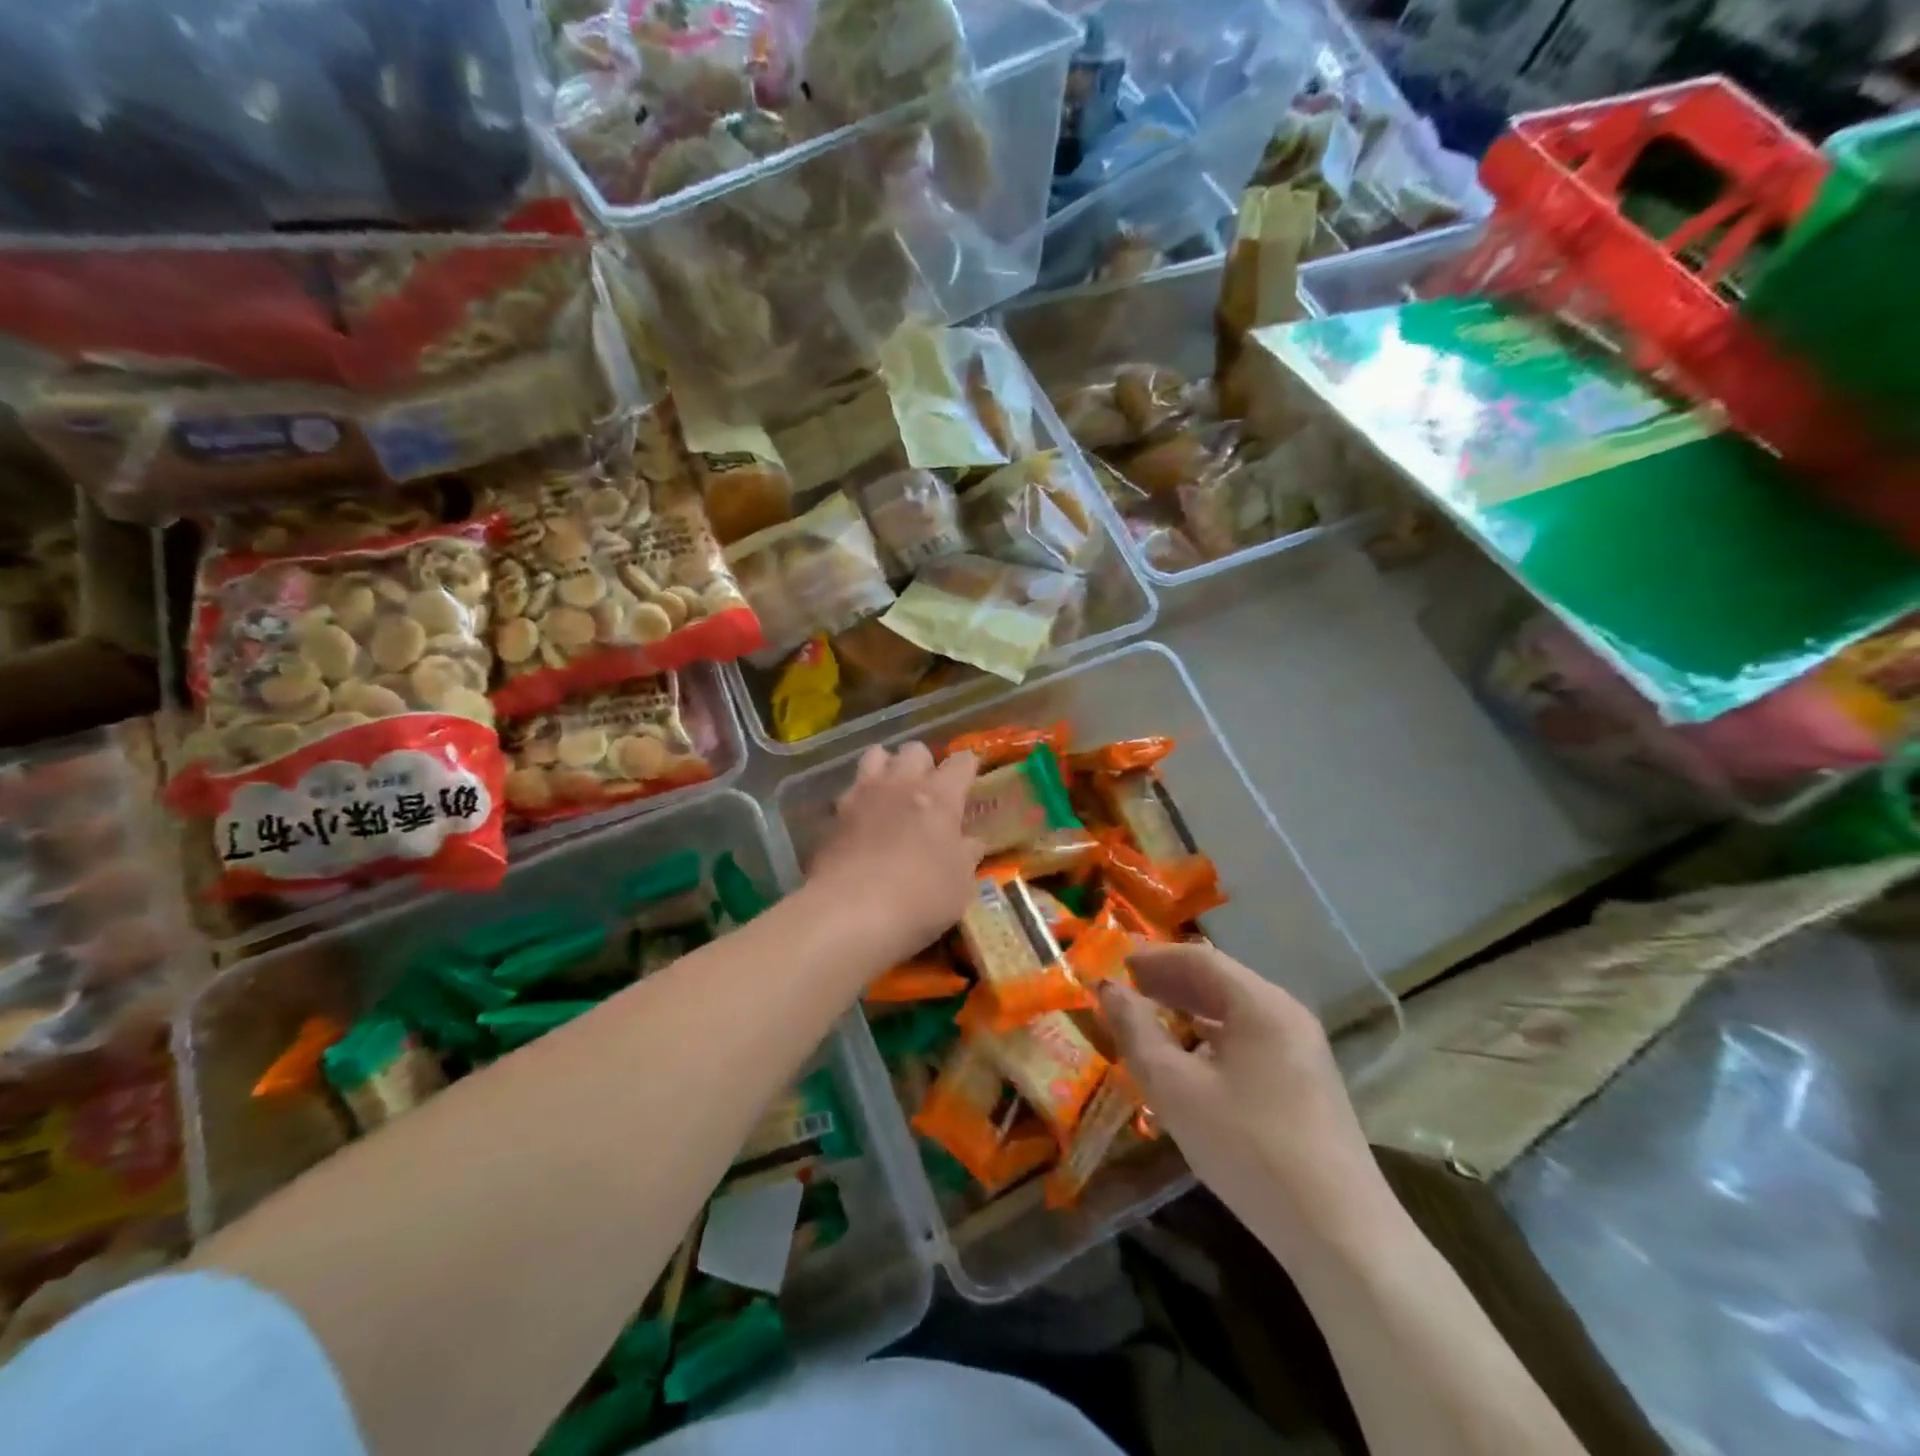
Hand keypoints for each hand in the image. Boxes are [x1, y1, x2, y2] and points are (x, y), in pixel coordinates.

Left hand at [806, 743, 984, 968]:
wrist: (851, 911)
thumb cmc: (921, 897)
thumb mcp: (961, 884)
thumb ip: (967, 856)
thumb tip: (971, 842)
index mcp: (940, 796)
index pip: (961, 762)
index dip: (968, 767)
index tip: (971, 778)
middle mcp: (901, 784)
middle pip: (914, 750)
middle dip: (924, 763)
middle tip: (928, 790)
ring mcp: (863, 794)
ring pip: (875, 755)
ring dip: (886, 768)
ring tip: (890, 793)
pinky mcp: (833, 815)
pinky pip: (849, 791)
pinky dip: (858, 800)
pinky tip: (861, 823)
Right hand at [1099, 943, 1395, 1265]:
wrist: (1341, 1235)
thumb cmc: (1249, 1148)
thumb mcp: (1176, 1089)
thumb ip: (1137, 1032)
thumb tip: (1108, 990)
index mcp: (1260, 1004)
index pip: (1199, 958)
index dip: (1154, 957)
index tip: (1116, 965)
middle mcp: (1286, 1014)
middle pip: (1221, 980)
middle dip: (1170, 981)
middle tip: (1127, 989)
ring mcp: (1303, 1049)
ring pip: (1236, 1011)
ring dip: (1190, 1008)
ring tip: (1151, 1017)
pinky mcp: (1308, 1082)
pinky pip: (1251, 1037)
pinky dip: (1213, 1034)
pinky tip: (1192, 1057)